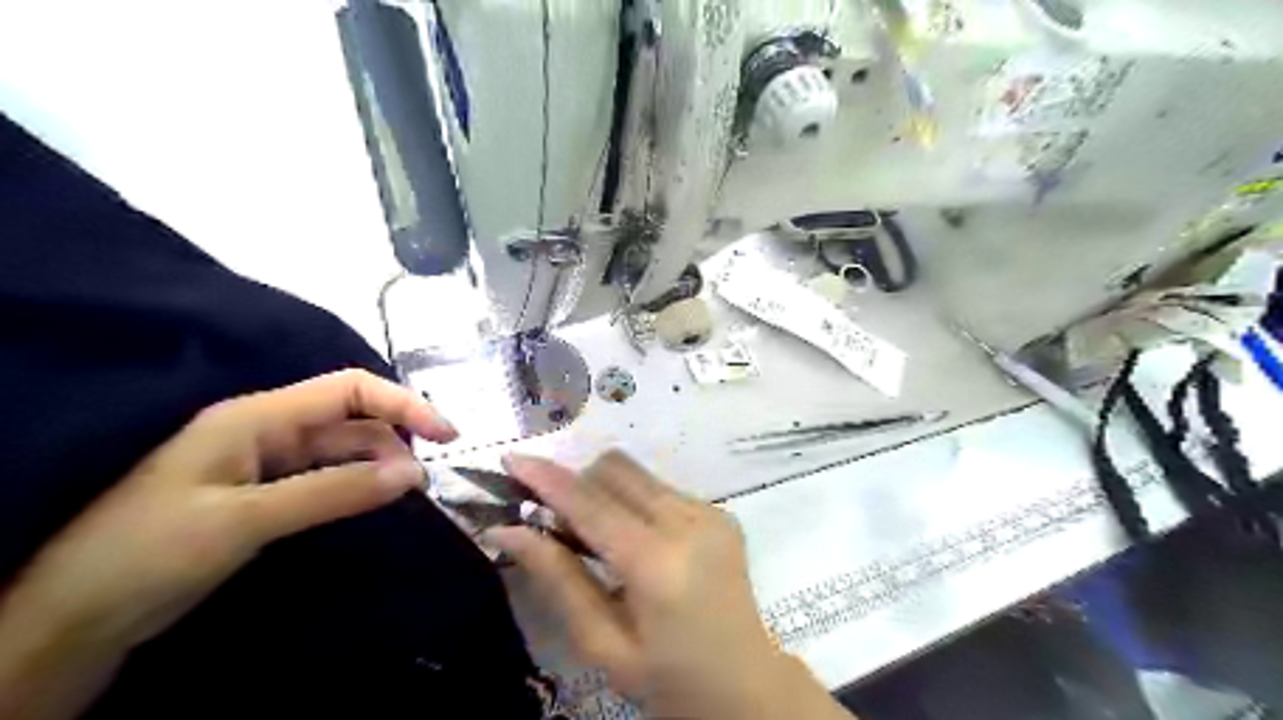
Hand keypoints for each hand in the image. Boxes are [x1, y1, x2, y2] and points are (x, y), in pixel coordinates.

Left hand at [1, 370, 452, 716]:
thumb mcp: (245, 520)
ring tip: (409, 494)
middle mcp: (268, 430)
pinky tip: (376, 502)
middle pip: (352, 419)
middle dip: (396, 440)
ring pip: (344, 450)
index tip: (446, 435)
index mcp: (257, 417)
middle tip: (426, 481)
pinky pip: (328, 478)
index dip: (402, 403)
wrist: (74, 619)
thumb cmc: (148, 553)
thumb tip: (415, 474)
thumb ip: (333, 492)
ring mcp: (267, 463)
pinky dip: (359, 486)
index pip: (348, 388)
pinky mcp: (267, 494)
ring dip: (381, 465)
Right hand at [490, 454, 850, 717]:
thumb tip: (508, 531)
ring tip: (599, 538)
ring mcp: (710, 513)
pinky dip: (635, 503)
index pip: (590, 504)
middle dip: (577, 484)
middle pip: (616, 470)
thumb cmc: (668, 679)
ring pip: (638, 474)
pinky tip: (638, 543)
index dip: (547, 479)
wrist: (746, 685)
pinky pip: (661, 488)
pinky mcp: (720, 512)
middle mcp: (688, 522)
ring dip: (605, 492)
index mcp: (657, 563)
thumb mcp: (603, 644)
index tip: (512, 460)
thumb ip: (557, 579)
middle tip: (557, 524)